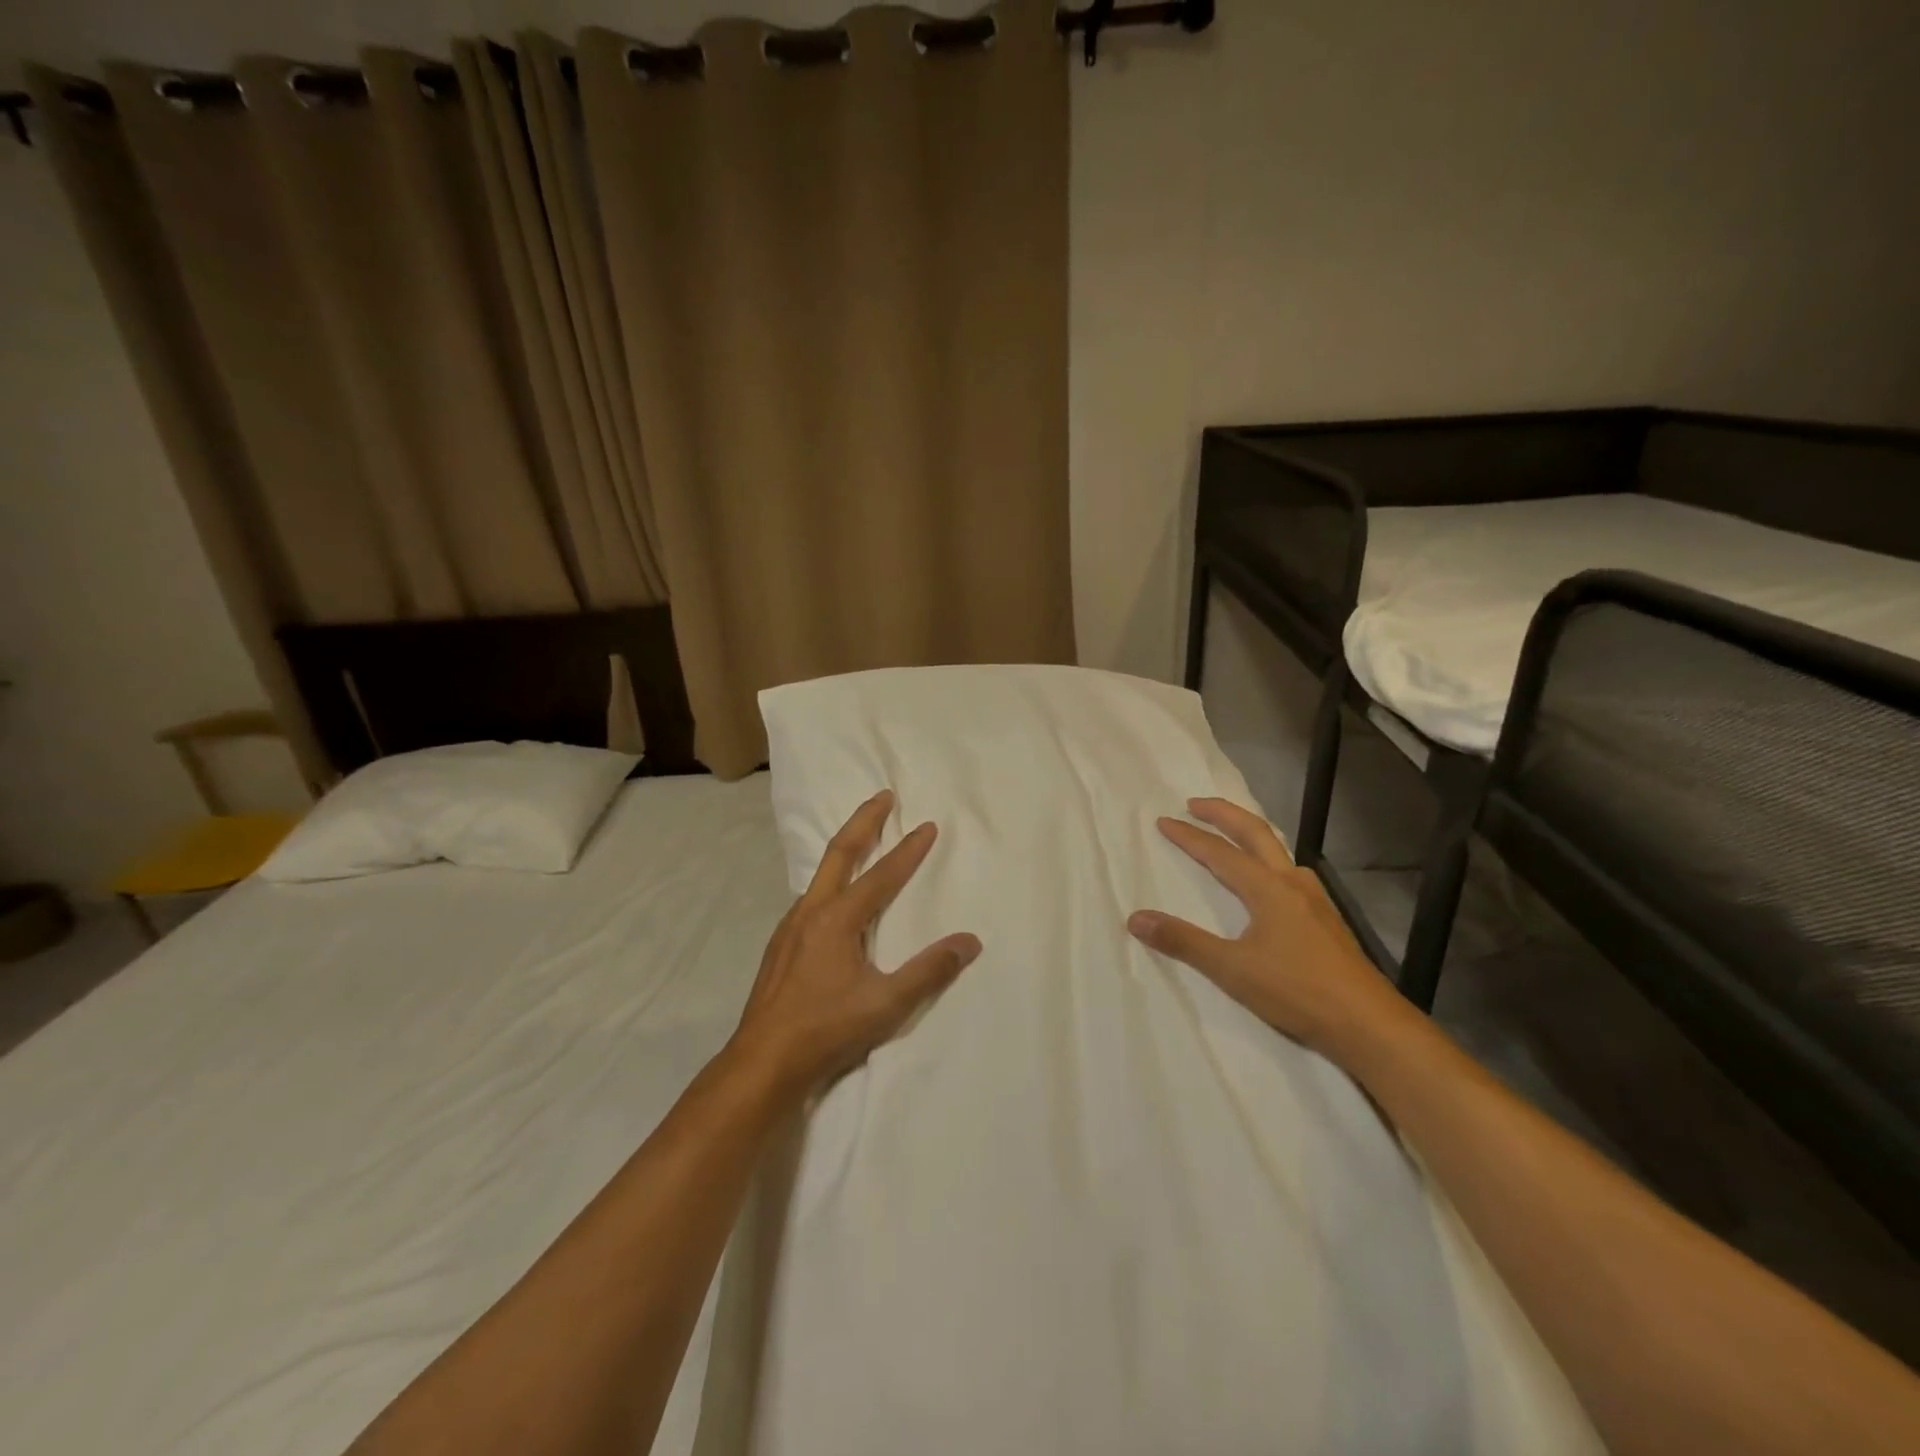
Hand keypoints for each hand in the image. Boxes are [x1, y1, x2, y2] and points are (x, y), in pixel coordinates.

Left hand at [728, 790, 980, 1096]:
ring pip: (820, 874)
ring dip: (844, 849)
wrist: (762, 1061)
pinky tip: (833, 898)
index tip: (927, 826)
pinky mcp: (781, 945)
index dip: (908, 850)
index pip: (881, 875)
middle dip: (864, 821)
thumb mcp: (886, 1004)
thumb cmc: (826, 1029)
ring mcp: (790, 927)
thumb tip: (970, 941)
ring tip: (861, 840)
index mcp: (838, 919)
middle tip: (883, 796)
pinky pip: (810, 897)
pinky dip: (829, 880)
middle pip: (840, 852)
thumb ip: (929, 971)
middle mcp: (812, 912)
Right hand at [1128, 797, 1402, 1057]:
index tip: (1164, 821)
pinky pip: (1291, 872)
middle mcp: (1292, 883)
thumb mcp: (1232, 969)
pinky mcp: (1327, 919)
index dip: (1189, 836)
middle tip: (1196, 803)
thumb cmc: (1297, 991)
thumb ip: (1183, 941)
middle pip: (1255, 833)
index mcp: (1267, 888)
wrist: (1369, 1024)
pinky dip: (1269, 860)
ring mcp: (1315, 900)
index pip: (1219, 853)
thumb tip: (1136, 918)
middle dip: (1223, 814)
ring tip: (1232, 836)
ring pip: (1278, 851)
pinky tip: (1272, 883)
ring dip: (1250, 834)